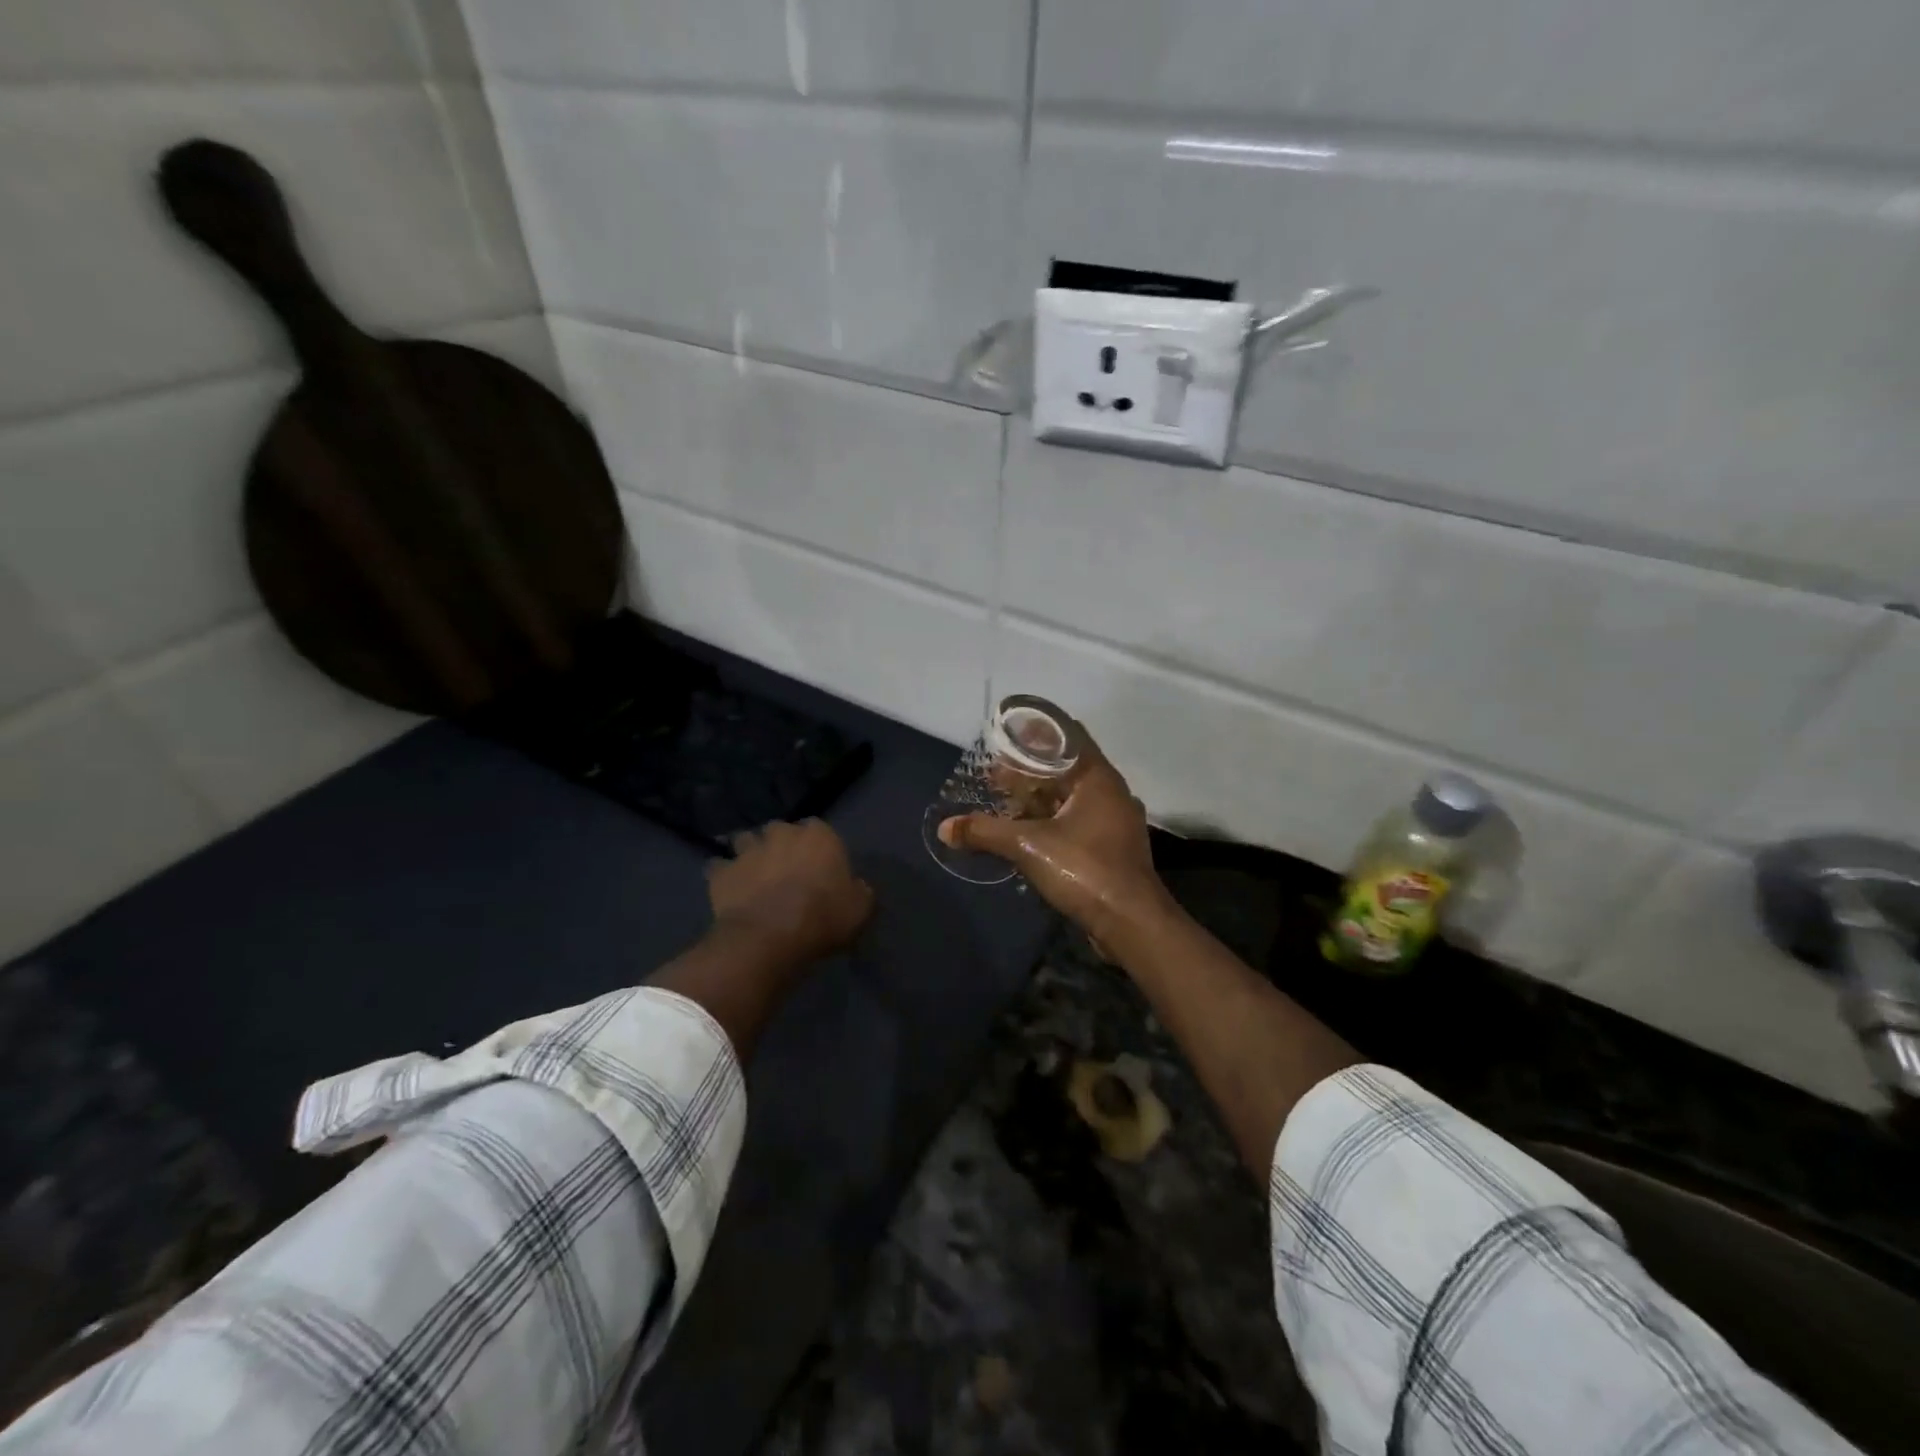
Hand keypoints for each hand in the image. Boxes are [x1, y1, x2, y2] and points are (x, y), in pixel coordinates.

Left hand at [707, 819, 874, 967]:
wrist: (770, 936)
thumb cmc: (823, 917)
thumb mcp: (859, 909)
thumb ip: (860, 892)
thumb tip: (857, 887)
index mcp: (819, 836)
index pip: (818, 828)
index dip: (816, 846)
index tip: (818, 864)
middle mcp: (781, 834)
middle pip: (779, 829)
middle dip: (779, 843)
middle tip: (784, 867)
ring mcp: (748, 850)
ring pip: (745, 840)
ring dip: (748, 852)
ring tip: (752, 871)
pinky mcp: (721, 872)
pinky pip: (718, 867)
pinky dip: (722, 874)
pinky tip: (727, 887)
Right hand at [939, 738, 1177, 946]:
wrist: (1131, 923)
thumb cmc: (1085, 869)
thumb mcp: (1028, 846)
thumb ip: (985, 832)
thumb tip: (944, 828)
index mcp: (1098, 778)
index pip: (1068, 736)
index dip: (1035, 733)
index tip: (1005, 734)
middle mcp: (1111, 793)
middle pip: (1065, 769)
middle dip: (1029, 771)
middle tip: (993, 776)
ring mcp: (1114, 822)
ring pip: (1070, 798)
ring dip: (1038, 800)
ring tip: (1003, 804)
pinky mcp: (1111, 848)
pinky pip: (1077, 822)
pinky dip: (1051, 821)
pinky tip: (1026, 834)